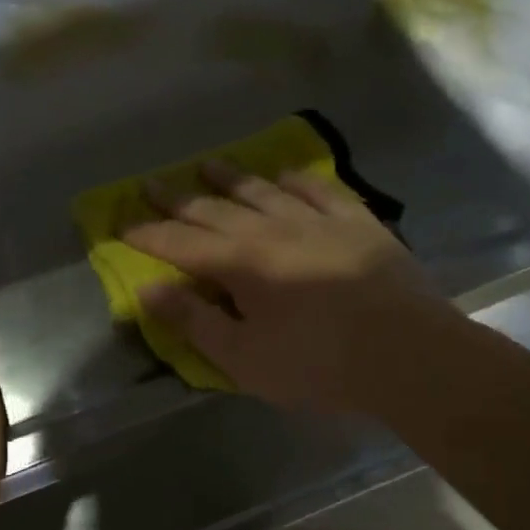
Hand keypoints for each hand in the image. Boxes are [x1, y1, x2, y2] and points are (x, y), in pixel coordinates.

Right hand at [124, 161, 458, 415]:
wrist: (409, 355)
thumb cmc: (319, 365)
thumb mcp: (244, 358)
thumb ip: (194, 321)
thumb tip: (147, 290)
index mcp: (241, 263)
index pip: (180, 244)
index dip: (147, 235)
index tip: (120, 224)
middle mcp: (272, 229)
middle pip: (215, 210)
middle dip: (178, 200)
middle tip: (151, 184)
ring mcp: (318, 220)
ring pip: (263, 191)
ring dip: (231, 178)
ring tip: (208, 164)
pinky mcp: (358, 223)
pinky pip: (319, 190)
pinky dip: (296, 181)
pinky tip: (285, 175)